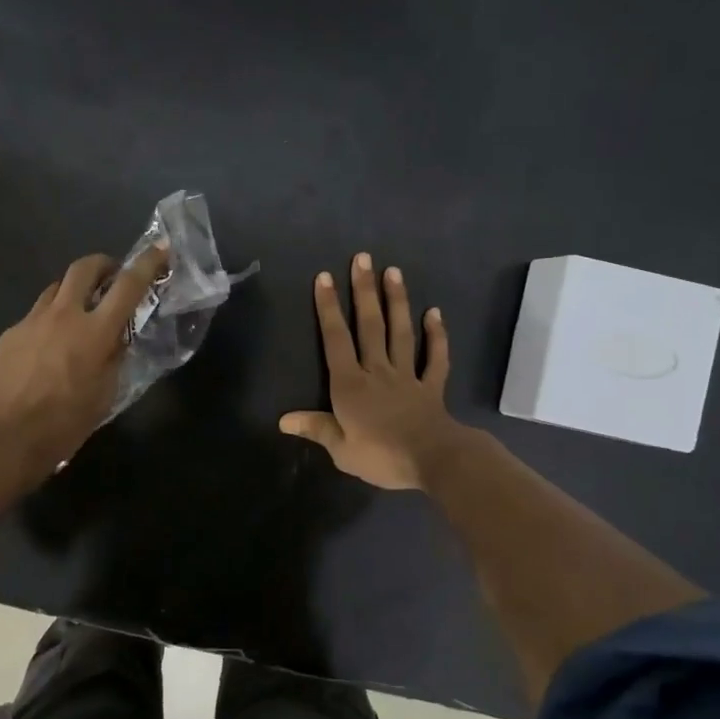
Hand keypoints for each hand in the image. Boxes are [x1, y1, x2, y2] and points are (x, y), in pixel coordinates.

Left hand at [0, 244, 170, 483]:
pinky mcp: (8, 335)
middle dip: (102, 264)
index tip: (161, 249)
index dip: (147, 263)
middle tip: (111, 277)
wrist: (3, 440)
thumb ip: (114, 359)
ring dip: (73, 292)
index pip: (128, 286)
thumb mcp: (105, 395)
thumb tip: (117, 339)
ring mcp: (31, 322)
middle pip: (83, 268)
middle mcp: (63, 316)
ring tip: (78, 315)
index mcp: (95, 332)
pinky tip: (46, 350)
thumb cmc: (64, 425)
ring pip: (55, 289)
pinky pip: (34, 317)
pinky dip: (48, 322)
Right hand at [279, 252, 465, 489]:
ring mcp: (407, 376)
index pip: (336, 340)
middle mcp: (378, 371)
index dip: (329, 308)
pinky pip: (435, 357)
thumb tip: (283, 420)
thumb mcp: (341, 450)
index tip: (325, 277)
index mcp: (350, 385)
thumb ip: (316, 429)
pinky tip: (434, 313)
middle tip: (363, 258)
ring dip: (397, 301)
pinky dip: (436, 335)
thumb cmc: (381, 456)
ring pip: (401, 333)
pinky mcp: (431, 386)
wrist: (432, 460)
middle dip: (364, 291)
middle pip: (370, 326)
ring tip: (394, 271)